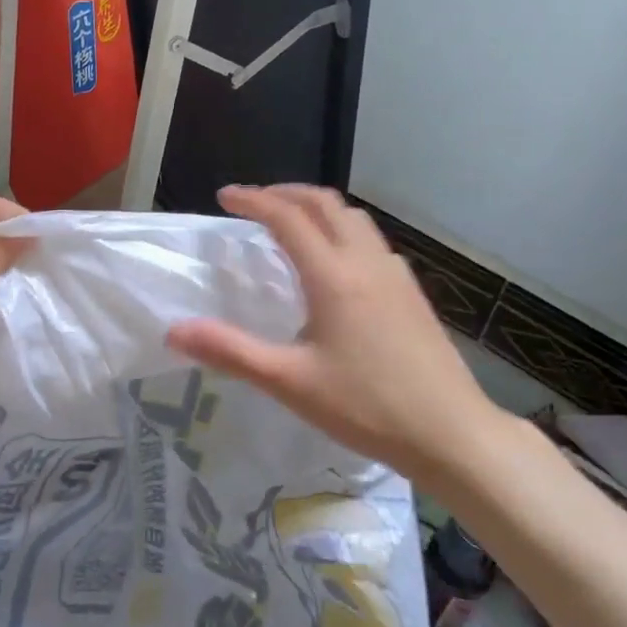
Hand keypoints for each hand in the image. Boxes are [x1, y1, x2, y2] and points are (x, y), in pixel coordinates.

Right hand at [167, 185, 502, 478]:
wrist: (452, 434)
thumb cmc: (367, 407)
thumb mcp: (290, 382)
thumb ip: (231, 352)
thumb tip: (174, 330)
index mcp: (333, 276)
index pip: (288, 217)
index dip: (253, 200)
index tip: (225, 197)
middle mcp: (366, 262)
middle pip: (325, 203)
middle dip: (286, 193)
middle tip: (254, 202)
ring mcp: (395, 274)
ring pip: (353, 218)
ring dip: (317, 208)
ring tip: (291, 222)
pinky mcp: (412, 292)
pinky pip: (371, 240)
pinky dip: (342, 230)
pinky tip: (336, 263)